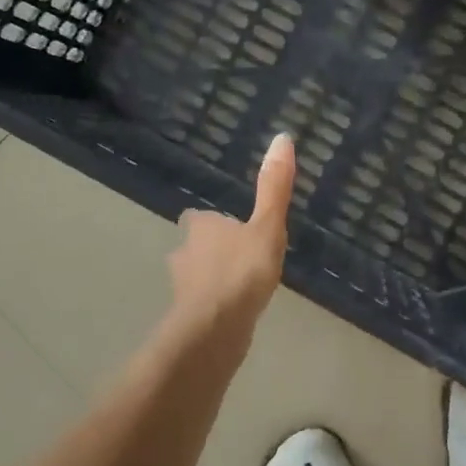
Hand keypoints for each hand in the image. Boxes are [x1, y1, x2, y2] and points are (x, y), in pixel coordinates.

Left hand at [166, 132, 295, 337]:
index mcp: (200, 227)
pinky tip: (235, 313)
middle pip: (195, 246)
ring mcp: (183, 287)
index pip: (199, 218)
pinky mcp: (188, 316)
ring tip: (241, 286)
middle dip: (212, 250)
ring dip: (213, 278)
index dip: (213, 222)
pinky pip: (204, 304)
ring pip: (197, 276)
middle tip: (241, 257)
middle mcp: (184, 253)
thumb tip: (282, 137)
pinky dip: (215, 305)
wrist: (216, 328)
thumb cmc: (241, 271)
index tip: (231, 227)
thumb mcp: (266, 227)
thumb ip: (274, 189)